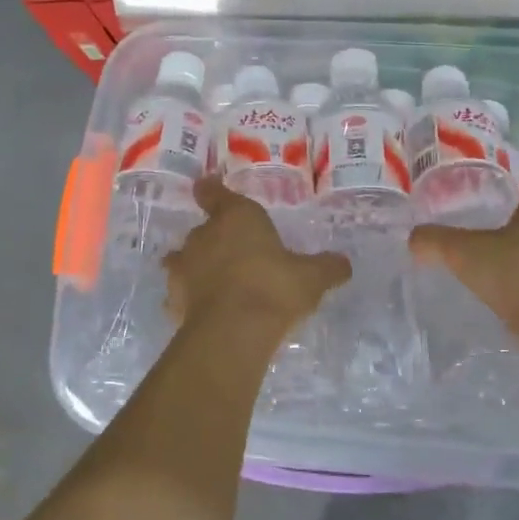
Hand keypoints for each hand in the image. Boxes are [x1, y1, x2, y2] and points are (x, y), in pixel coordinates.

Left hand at [165, 179, 349, 343]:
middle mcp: (204, 235)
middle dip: (215, 239)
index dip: (211, 190)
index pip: (214, 193)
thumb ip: (327, 267)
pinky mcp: (174, 300)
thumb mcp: (311, 278)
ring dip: (195, 266)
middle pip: (203, 229)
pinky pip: (180, 294)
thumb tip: (344, 263)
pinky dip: (188, 299)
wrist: (232, 332)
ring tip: (213, 281)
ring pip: (183, 259)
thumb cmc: (274, 288)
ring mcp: (184, 268)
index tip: (207, 187)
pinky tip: (203, 311)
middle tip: (236, 253)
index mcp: (236, 217)